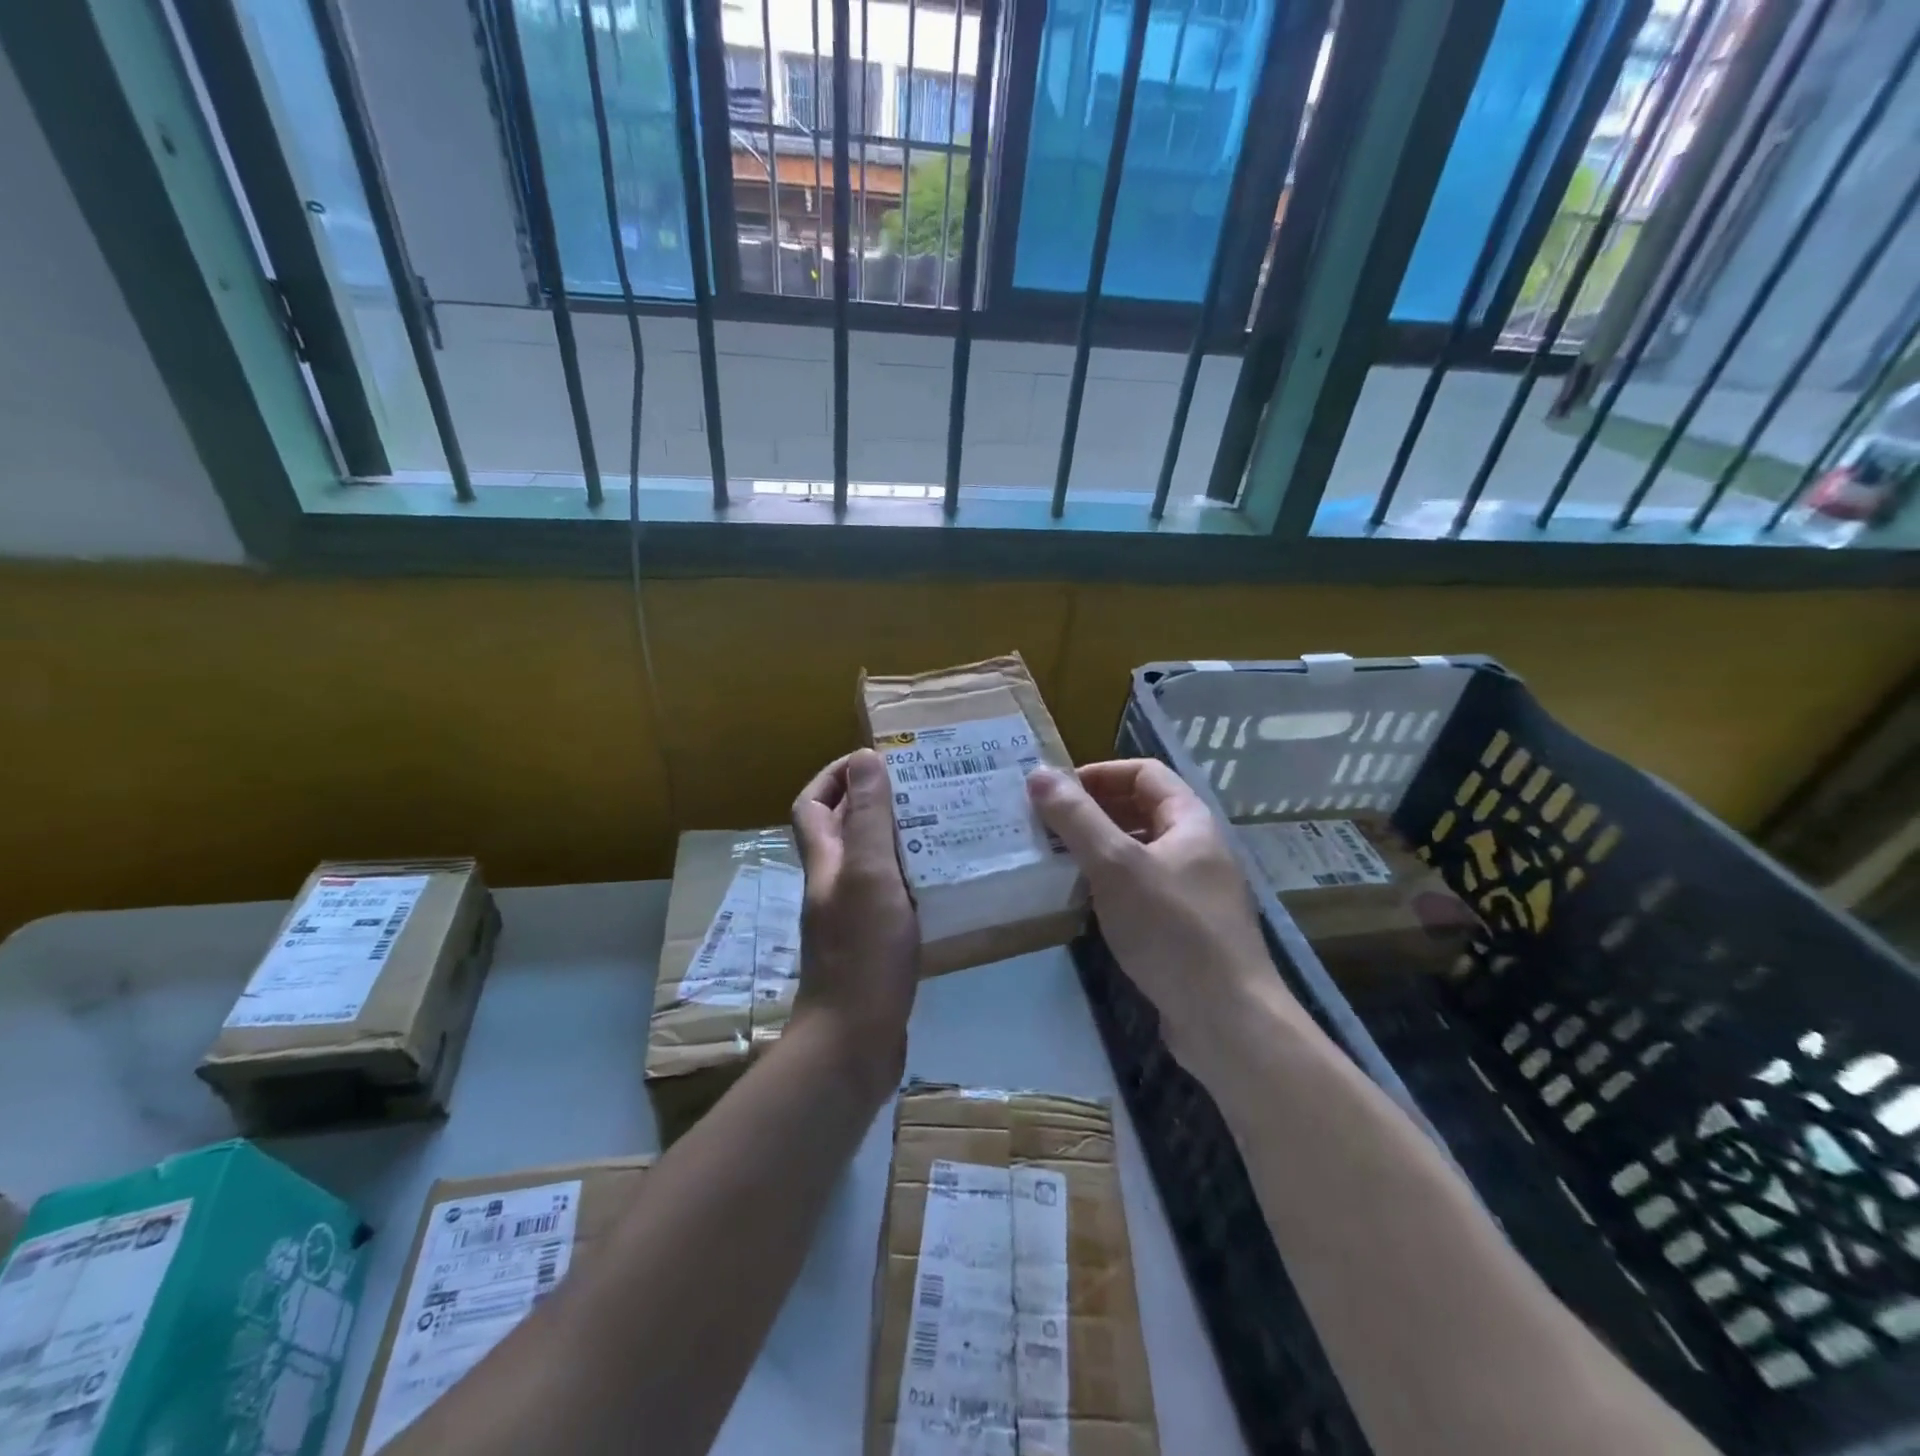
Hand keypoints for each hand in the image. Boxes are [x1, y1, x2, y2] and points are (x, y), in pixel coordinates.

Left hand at [790, 749, 919, 1101]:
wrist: (855, 1041)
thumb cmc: (862, 952)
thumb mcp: (869, 874)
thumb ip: (867, 818)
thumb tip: (864, 757)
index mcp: (825, 862)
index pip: (812, 804)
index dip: (834, 776)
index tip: (875, 760)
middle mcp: (833, 884)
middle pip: (842, 829)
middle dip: (875, 802)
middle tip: (923, 789)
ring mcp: (852, 917)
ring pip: (871, 863)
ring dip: (900, 840)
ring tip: (945, 825)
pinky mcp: (875, 944)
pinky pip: (893, 896)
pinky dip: (914, 880)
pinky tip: (948, 881)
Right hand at [1028, 759, 1302, 1073]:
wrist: (1227, 1019)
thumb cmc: (1172, 929)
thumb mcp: (1116, 866)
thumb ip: (1076, 818)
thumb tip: (1039, 774)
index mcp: (1190, 821)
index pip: (1143, 773)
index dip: (1099, 774)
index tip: (1055, 793)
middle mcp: (1196, 848)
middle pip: (1140, 811)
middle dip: (1092, 812)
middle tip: (1045, 827)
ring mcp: (1193, 890)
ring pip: (1138, 853)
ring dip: (1097, 850)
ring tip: (1054, 861)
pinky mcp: (1184, 928)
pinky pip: (1140, 889)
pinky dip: (1109, 886)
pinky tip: (1082, 903)